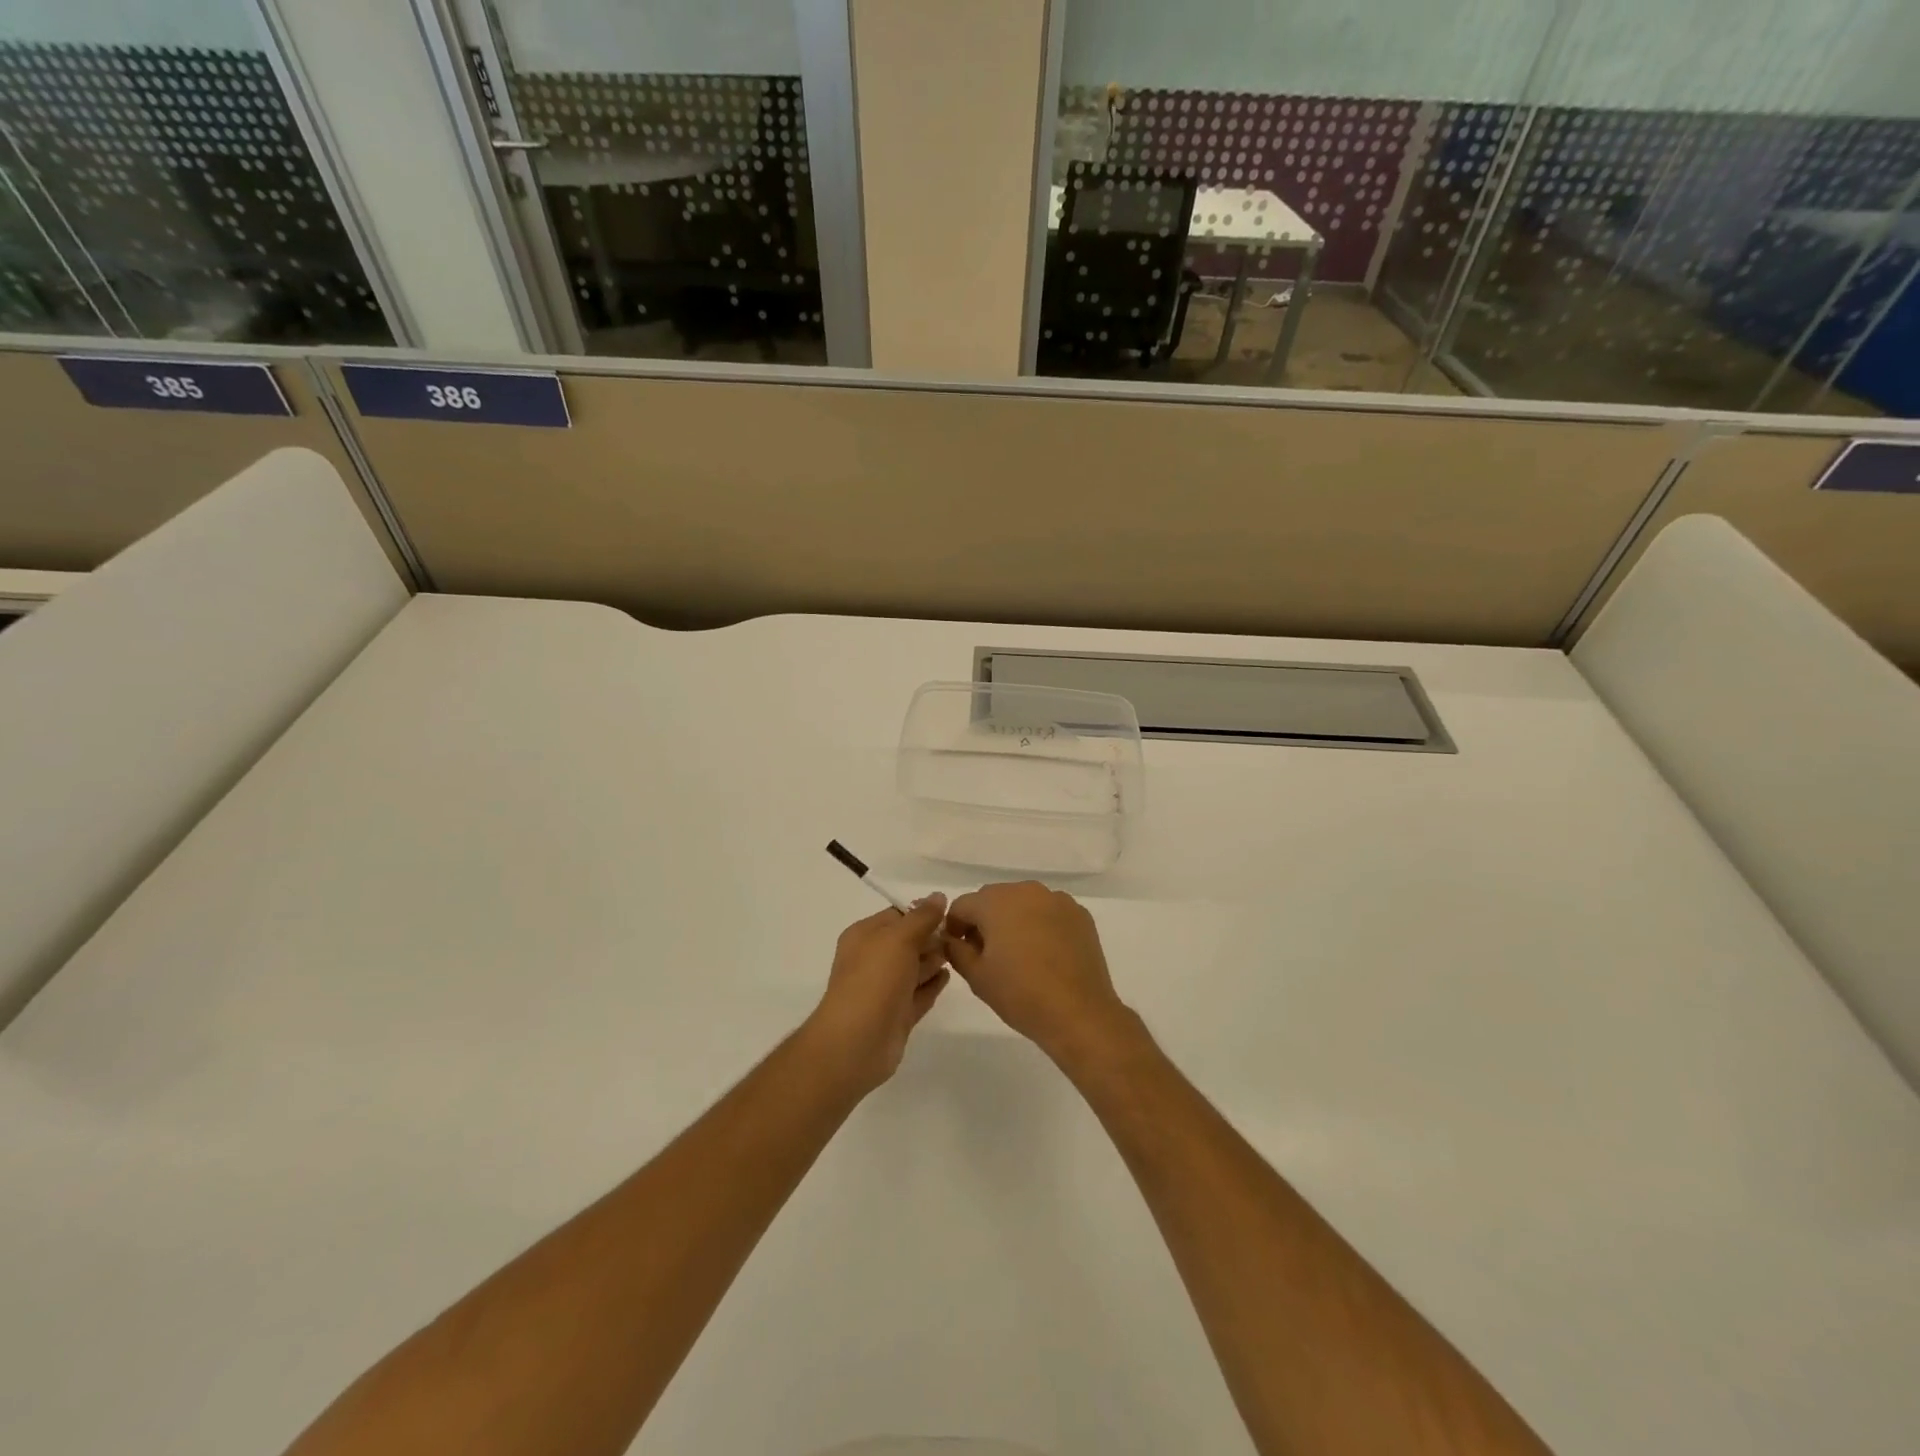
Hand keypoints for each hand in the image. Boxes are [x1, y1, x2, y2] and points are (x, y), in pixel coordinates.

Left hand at [806, 897, 949, 1095]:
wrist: (857, 1042)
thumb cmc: (874, 980)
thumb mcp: (898, 938)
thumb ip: (921, 917)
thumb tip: (938, 896)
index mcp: (865, 936)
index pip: (897, 915)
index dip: (923, 912)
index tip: (952, 913)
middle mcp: (872, 960)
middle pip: (908, 941)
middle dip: (931, 937)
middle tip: (961, 934)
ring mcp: (885, 989)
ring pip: (914, 968)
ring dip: (934, 959)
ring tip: (960, 952)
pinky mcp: (897, 1014)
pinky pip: (919, 993)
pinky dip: (933, 984)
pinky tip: (949, 976)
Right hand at [942, 882, 1132, 1067]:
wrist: (1079, 1014)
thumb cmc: (1021, 994)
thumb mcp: (977, 976)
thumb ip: (956, 951)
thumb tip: (952, 939)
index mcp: (996, 902)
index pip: (963, 905)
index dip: (954, 926)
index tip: (958, 950)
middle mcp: (1027, 891)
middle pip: (994, 899)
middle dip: (984, 920)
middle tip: (986, 954)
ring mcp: (1058, 900)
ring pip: (1024, 903)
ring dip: (1014, 920)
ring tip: (1018, 954)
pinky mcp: (1080, 915)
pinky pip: (1049, 912)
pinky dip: (1041, 925)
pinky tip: (1045, 954)